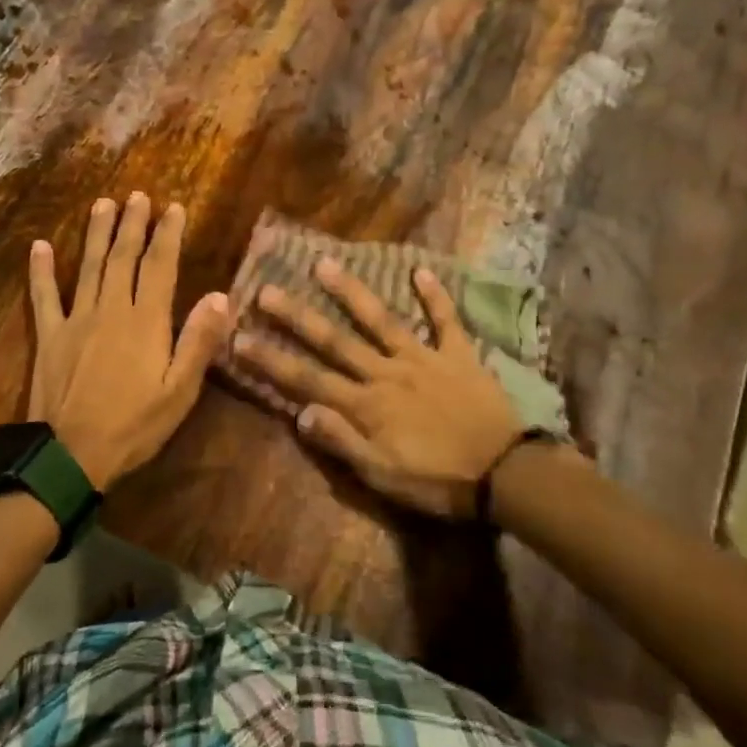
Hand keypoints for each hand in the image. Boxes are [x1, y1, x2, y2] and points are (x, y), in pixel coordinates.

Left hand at [28, 192, 229, 489]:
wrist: (71, 455)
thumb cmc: (134, 426)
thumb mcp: (180, 391)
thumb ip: (199, 342)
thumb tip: (221, 296)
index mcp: (146, 322)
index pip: (160, 266)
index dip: (168, 235)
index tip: (174, 208)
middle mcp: (111, 310)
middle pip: (123, 257)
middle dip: (132, 224)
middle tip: (137, 196)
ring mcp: (76, 320)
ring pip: (88, 267)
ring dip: (96, 234)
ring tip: (102, 204)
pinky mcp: (49, 336)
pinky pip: (43, 296)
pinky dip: (40, 271)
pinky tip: (39, 246)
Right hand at [232, 259, 522, 519]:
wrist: (506, 475)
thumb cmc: (439, 481)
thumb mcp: (383, 476)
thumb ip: (342, 442)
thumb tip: (300, 413)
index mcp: (366, 405)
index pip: (308, 379)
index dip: (272, 359)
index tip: (240, 337)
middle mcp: (386, 373)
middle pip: (335, 340)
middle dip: (297, 316)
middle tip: (267, 289)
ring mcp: (423, 359)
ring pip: (380, 320)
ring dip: (351, 292)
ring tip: (324, 264)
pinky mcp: (458, 355)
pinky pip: (445, 321)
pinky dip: (434, 296)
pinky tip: (420, 271)